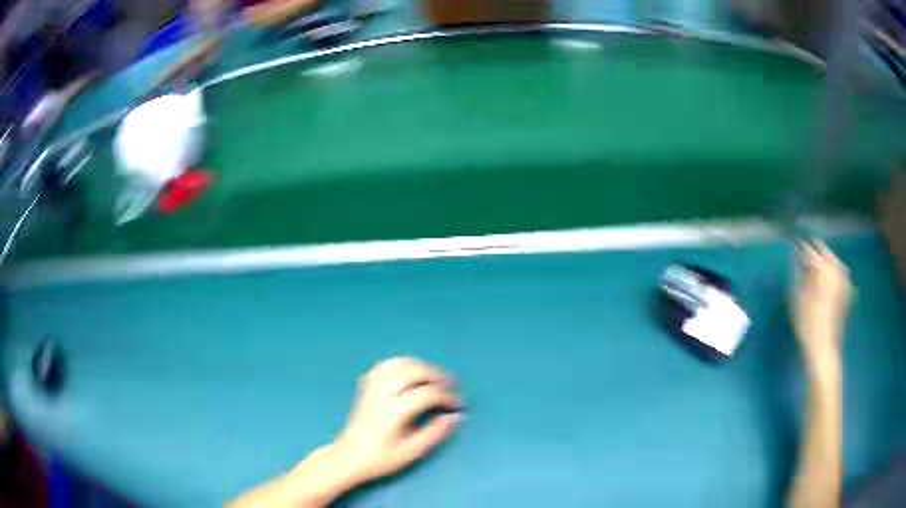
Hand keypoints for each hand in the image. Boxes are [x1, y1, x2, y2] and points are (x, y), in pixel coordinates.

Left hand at [333, 357, 462, 484]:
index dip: (448, 397)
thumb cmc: (380, 459)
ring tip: (435, 378)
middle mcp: (383, 394)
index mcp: (394, 411)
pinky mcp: (366, 386)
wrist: (348, 457)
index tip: (458, 405)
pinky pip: (385, 365)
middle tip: (452, 386)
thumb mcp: (411, 452)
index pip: (428, 393)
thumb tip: (456, 417)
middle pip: (414, 371)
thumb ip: (435, 433)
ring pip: (400, 364)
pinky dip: (402, 364)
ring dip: (422, 367)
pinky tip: (411, 372)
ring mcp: (372, 387)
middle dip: (437, 375)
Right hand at [793, 241, 851, 368]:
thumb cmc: (807, 323)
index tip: (795, 248)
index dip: (802, 249)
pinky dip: (834, 271)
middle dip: (817, 252)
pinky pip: (840, 273)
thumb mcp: (797, 298)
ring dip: (826, 261)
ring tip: (817, 266)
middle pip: (825, 253)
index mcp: (823, 268)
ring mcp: (844, 280)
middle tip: (806, 256)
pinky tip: (828, 278)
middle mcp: (836, 269)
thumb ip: (799, 274)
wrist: (824, 348)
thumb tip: (798, 258)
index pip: (810, 251)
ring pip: (834, 261)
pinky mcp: (847, 291)